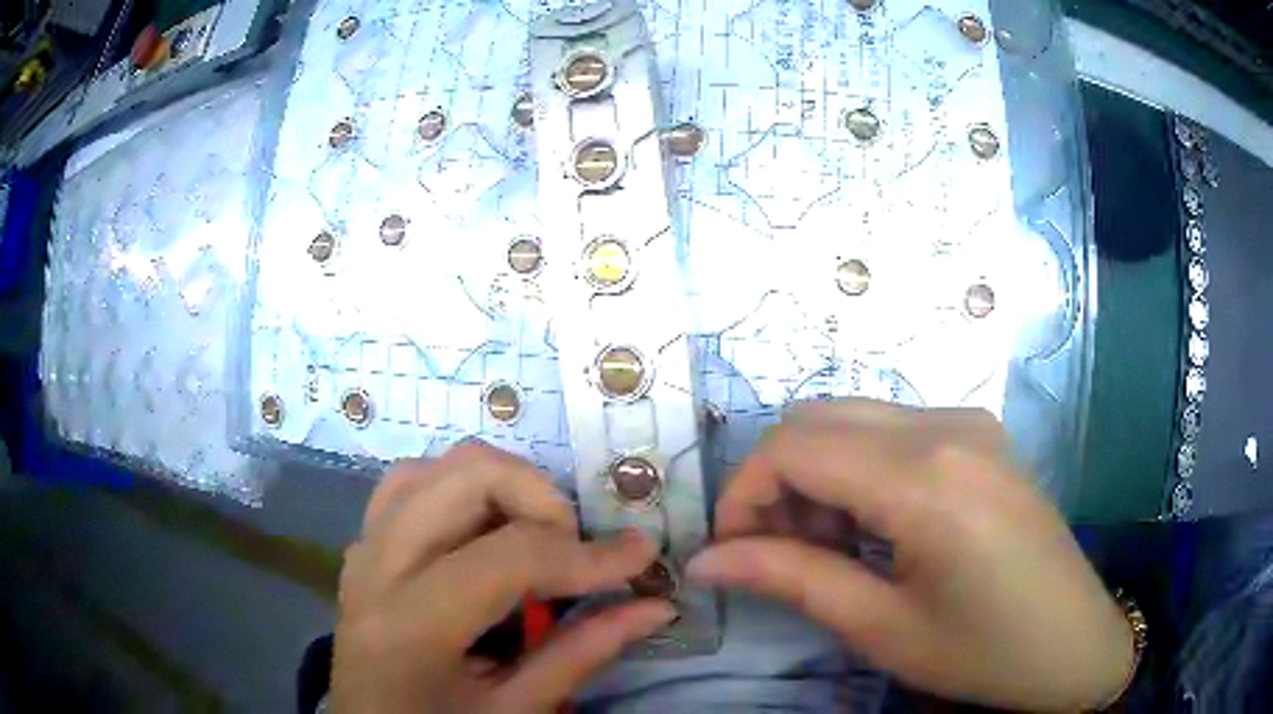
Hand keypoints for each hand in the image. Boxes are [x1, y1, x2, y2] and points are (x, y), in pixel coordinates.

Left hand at [333, 442, 674, 713]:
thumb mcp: (515, 710)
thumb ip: (582, 654)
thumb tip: (655, 606)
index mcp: (411, 626)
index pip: (509, 557)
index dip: (587, 555)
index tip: (640, 557)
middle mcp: (377, 567)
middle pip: (465, 477)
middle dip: (539, 498)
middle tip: (573, 547)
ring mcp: (362, 547)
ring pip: (432, 467)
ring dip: (496, 487)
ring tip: (531, 537)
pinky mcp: (361, 544)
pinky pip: (408, 486)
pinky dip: (457, 493)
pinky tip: (482, 535)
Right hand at [688, 400, 1133, 711]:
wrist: (1074, 642)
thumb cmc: (982, 652)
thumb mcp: (881, 628)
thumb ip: (790, 579)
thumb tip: (705, 563)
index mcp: (926, 477)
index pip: (794, 447)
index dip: (742, 494)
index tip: (731, 552)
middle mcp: (946, 424)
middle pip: (817, 418)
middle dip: (775, 481)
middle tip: (777, 552)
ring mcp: (969, 421)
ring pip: (851, 419)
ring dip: (816, 474)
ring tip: (828, 547)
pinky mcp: (980, 433)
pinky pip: (891, 429)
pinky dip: (857, 468)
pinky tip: (874, 526)